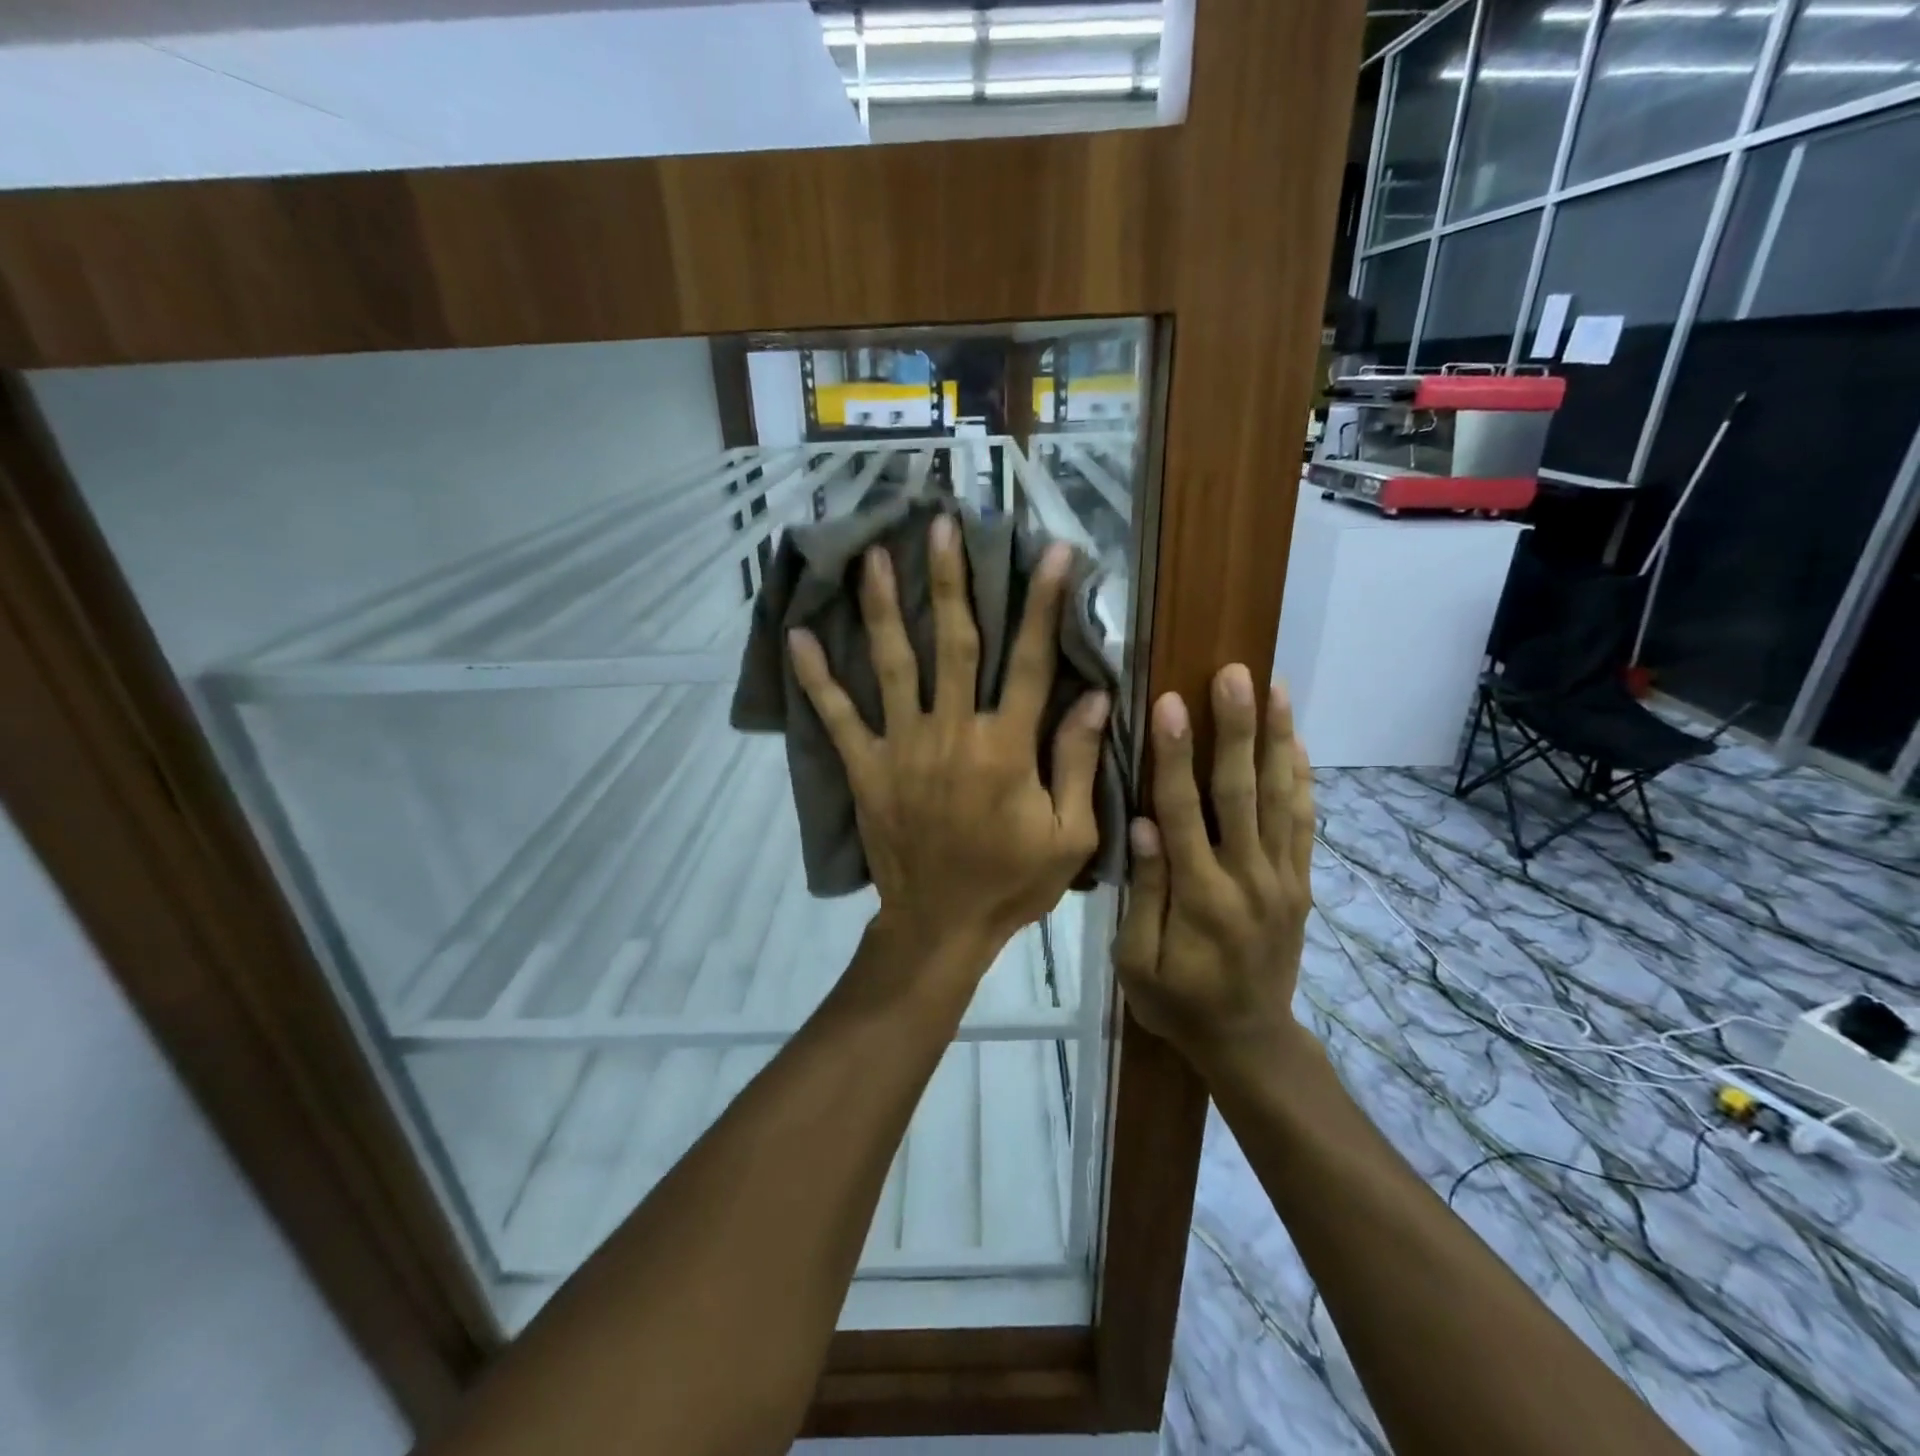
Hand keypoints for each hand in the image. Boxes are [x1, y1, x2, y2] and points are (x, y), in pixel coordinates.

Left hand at [788, 515, 1109, 961]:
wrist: (941, 926)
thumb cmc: (1012, 882)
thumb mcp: (1068, 834)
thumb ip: (1077, 762)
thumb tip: (1093, 696)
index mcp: (1007, 747)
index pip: (1032, 662)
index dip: (1043, 604)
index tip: (1053, 552)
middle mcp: (953, 732)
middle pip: (955, 644)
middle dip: (952, 581)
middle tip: (941, 525)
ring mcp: (903, 747)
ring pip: (894, 665)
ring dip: (885, 607)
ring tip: (873, 556)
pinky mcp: (867, 768)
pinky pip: (839, 717)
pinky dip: (818, 679)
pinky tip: (799, 637)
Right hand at [1113, 665, 1314, 1076]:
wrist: (1249, 1041)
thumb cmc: (1177, 1002)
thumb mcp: (1137, 962)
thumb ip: (1144, 893)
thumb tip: (1144, 824)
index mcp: (1200, 897)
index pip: (1184, 812)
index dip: (1176, 756)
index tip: (1172, 703)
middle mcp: (1248, 878)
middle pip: (1242, 792)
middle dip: (1237, 729)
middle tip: (1235, 675)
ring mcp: (1282, 879)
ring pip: (1281, 799)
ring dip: (1277, 740)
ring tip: (1276, 689)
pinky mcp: (1300, 884)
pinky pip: (1304, 824)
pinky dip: (1302, 780)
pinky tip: (1297, 742)